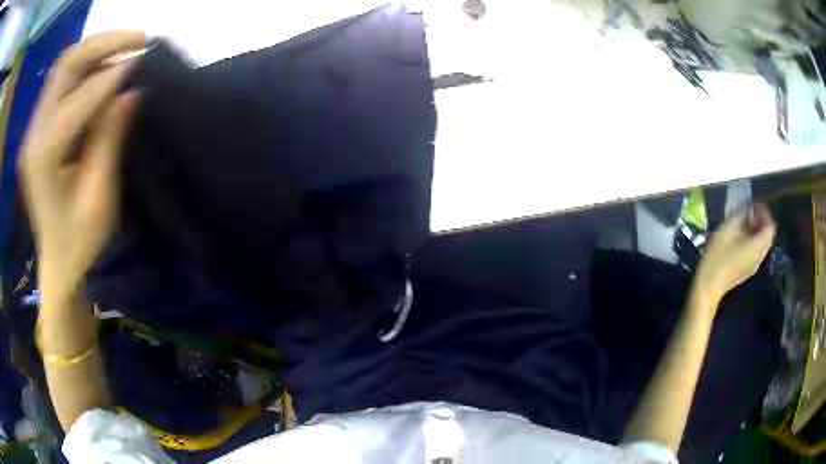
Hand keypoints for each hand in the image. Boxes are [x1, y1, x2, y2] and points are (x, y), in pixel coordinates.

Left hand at [18, 31, 144, 301]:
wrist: (57, 261)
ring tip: (128, 47)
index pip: (76, 100)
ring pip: (65, 65)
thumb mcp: (99, 197)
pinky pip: (63, 80)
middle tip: (139, 39)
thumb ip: (109, 140)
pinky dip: (87, 65)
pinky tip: (107, 67)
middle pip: (66, 65)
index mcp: (43, 158)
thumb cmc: (79, 241)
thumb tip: (130, 92)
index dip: (111, 77)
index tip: (143, 61)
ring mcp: (35, 127)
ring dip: (97, 49)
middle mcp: (35, 134)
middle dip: (103, 44)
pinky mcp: (40, 126)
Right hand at [693, 202, 775, 305]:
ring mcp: (754, 266)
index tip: (754, 205)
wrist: (708, 288)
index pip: (770, 227)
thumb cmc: (716, 258)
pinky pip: (756, 251)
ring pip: (762, 244)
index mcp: (757, 247)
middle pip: (768, 236)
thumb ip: (740, 216)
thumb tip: (748, 209)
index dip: (764, 213)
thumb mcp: (726, 230)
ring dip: (756, 230)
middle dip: (761, 221)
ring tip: (743, 223)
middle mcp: (760, 257)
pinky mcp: (747, 270)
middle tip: (748, 212)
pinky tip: (739, 238)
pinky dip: (752, 240)